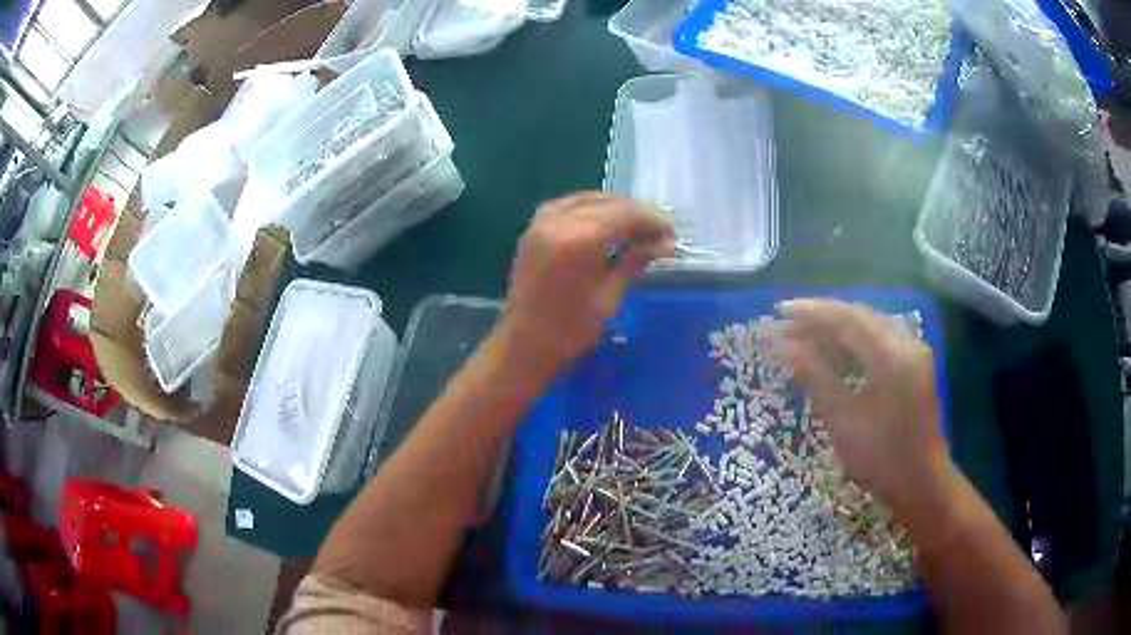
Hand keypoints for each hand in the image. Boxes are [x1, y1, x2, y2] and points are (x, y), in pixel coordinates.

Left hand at [501, 192, 674, 370]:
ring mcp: (541, 223)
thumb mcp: (610, 296)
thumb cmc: (570, 329)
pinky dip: (587, 208)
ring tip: (633, 229)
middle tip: (657, 236)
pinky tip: (601, 221)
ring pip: (587, 200)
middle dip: (636, 216)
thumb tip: (665, 244)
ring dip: (613, 209)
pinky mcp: (532, 230)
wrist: (524, 344)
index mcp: (579, 240)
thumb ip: (635, 262)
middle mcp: (558, 222)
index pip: (626, 215)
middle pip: (608, 204)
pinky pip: (565, 205)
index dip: (652, 221)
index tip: (671, 236)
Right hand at [779, 299, 949, 513]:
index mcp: (891, 357)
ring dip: (837, 329)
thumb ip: (817, 378)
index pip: (847, 319)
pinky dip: (855, 342)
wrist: (922, 482)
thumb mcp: (844, 423)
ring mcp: (914, 352)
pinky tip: (834, 354)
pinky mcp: (915, 363)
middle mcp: (906, 344)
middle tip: (788, 326)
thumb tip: (785, 348)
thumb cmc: (882, 460)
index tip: (780, 312)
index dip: (812, 312)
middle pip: (859, 317)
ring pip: (870, 326)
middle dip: (822, 319)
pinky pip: (880, 339)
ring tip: (805, 340)